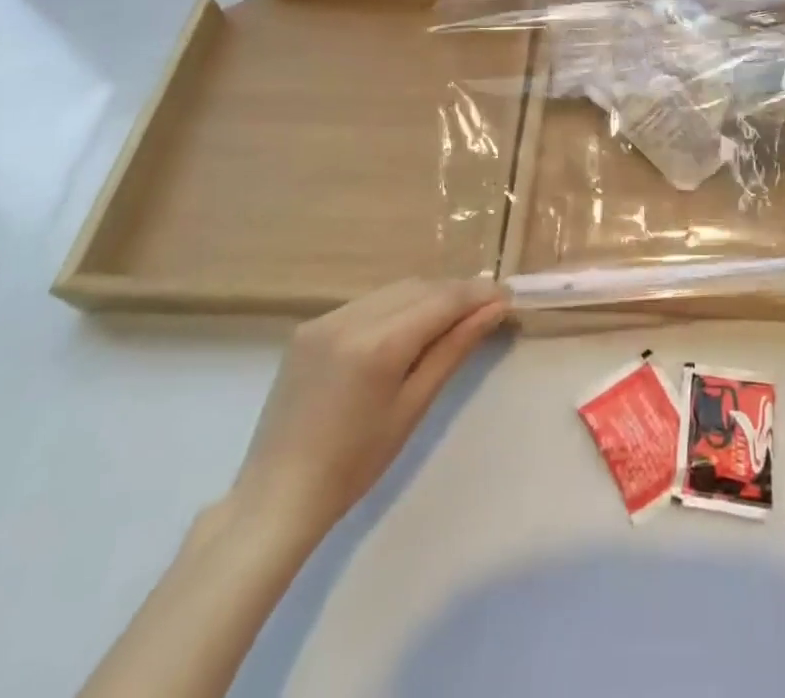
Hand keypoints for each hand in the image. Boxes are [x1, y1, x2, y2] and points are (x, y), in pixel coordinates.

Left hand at [225, 278, 507, 541]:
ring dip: (427, 297)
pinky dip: (395, 307)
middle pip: (420, 287)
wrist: (276, 497)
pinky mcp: (309, 327)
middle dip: (456, 293)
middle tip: (486, 310)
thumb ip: (454, 349)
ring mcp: (325, 319)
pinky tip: (406, 330)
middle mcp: (351, 318)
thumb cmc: (354, 465)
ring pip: (394, 290)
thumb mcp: (413, 407)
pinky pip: (367, 303)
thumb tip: (494, 309)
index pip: (443, 299)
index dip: (479, 294)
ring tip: (451, 319)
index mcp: (379, 343)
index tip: (508, 296)